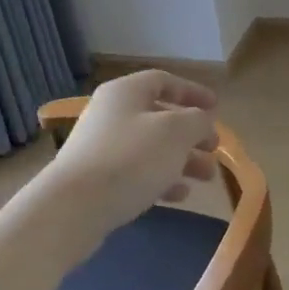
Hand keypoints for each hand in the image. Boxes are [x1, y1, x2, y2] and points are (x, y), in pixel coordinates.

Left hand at [46, 70, 220, 240]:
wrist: (73, 208)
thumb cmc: (131, 158)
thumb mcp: (176, 132)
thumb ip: (197, 121)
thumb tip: (202, 121)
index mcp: (125, 93)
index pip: (164, 81)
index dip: (192, 91)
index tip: (216, 107)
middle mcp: (111, 114)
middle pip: (159, 117)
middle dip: (192, 133)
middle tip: (214, 149)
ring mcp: (101, 148)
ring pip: (151, 148)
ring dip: (182, 160)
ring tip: (206, 177)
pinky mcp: (96, 181)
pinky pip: (136, 172)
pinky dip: (161, 179)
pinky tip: (180, 195)